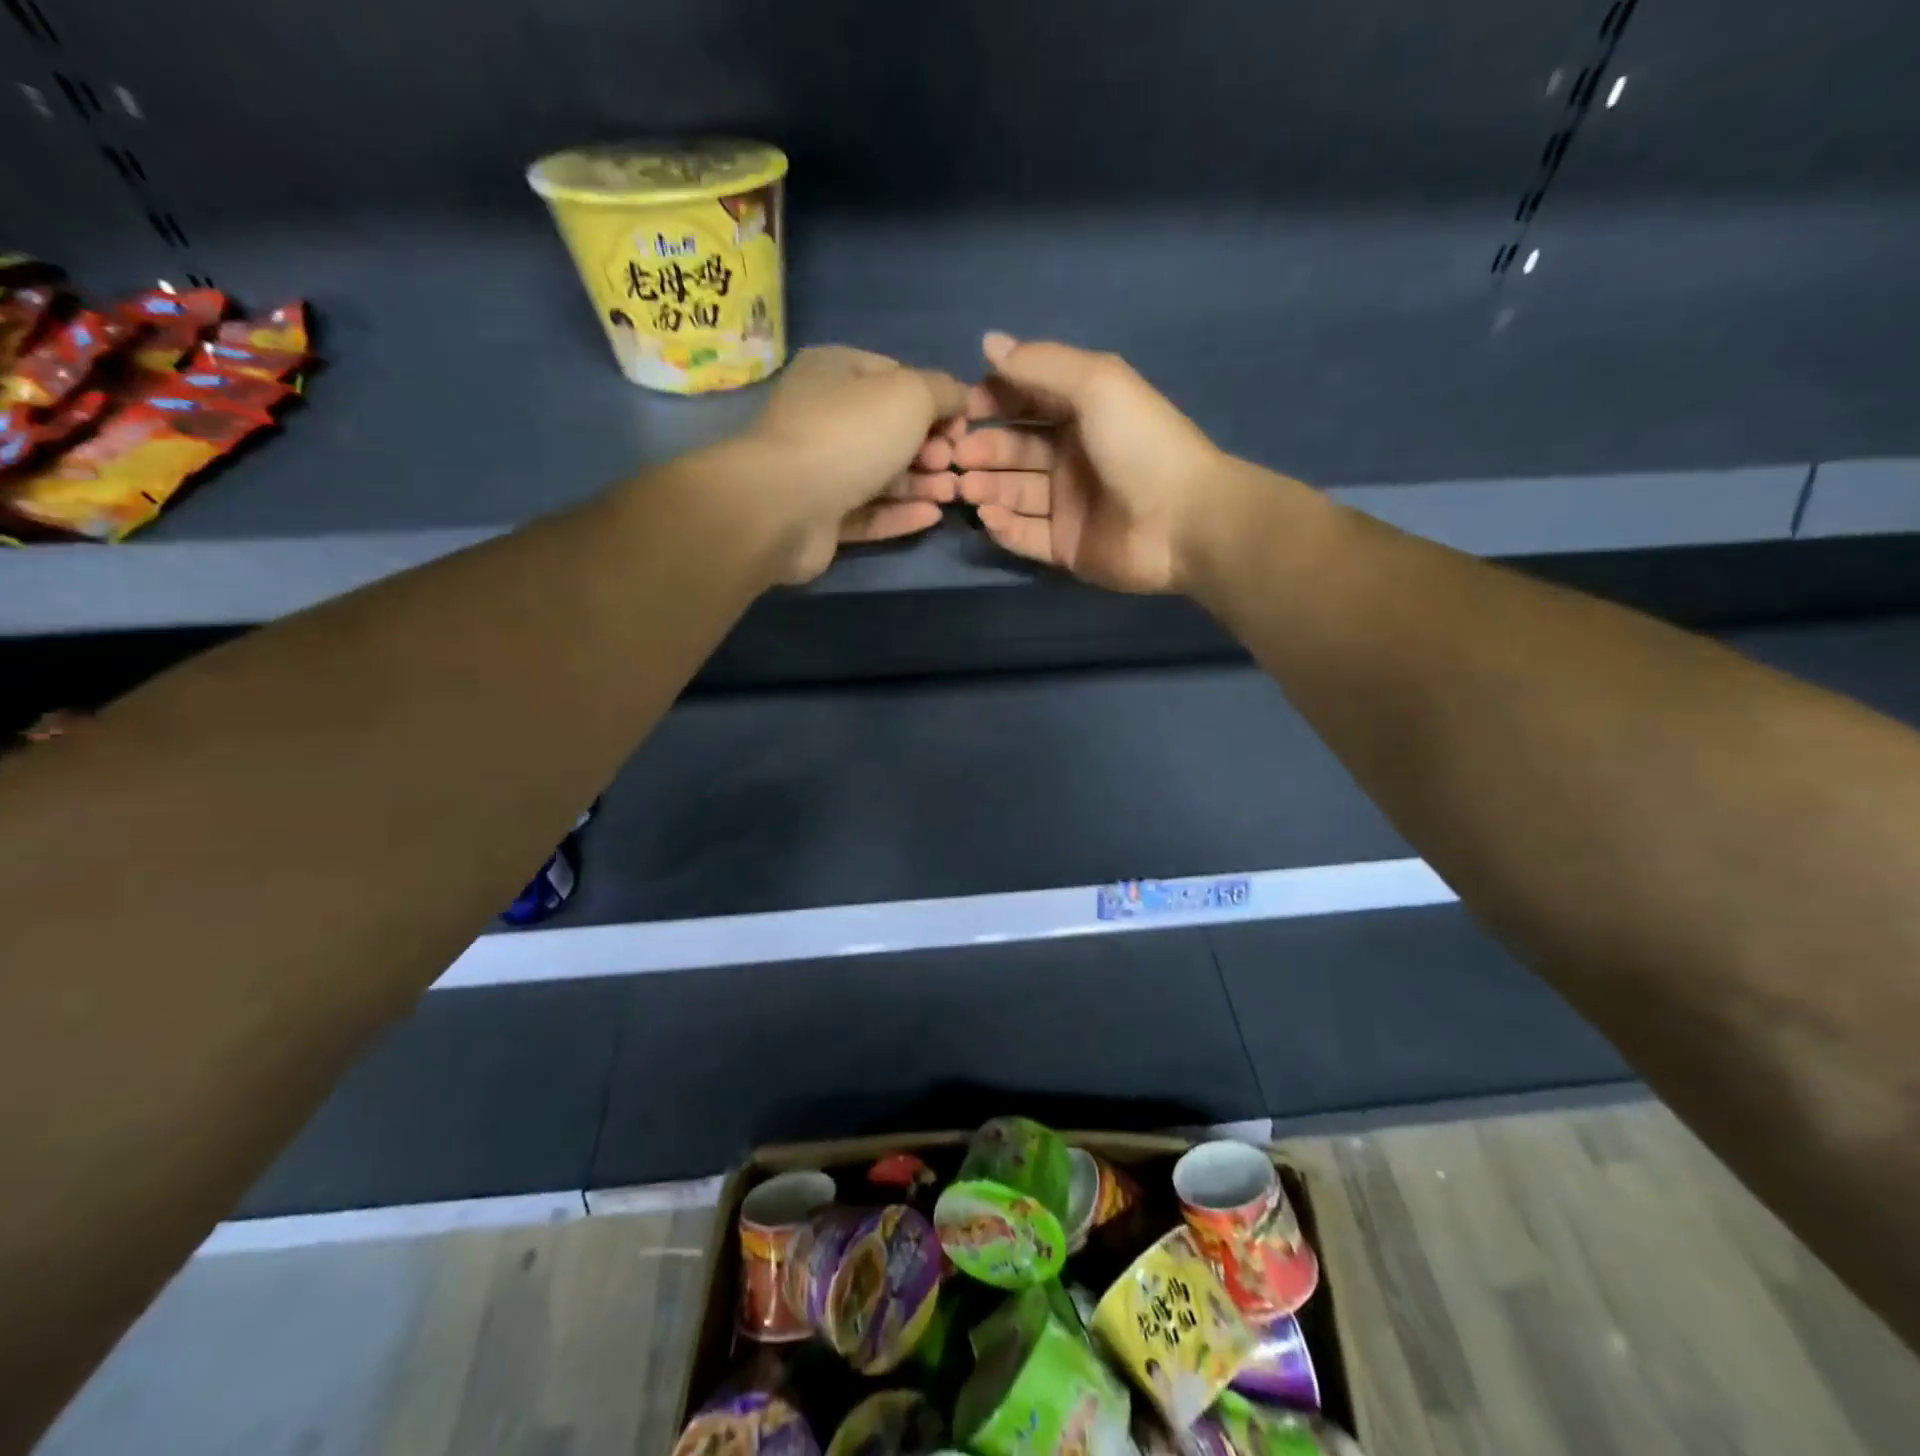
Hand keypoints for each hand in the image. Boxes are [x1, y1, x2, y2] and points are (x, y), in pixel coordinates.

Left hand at [743, 346, 966, 583]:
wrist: (785, 506)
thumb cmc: (849, 435)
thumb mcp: (910, 395)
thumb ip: (943, 391)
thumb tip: (961, 397)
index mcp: (834, 372)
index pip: (895, 377)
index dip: (935, 400)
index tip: (964, 426)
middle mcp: (823, 416)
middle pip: (890, 430)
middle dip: (931, 448)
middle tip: (956, 464)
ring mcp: (819, 470)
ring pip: (881, 475)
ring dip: (922, 483)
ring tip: (954, 493)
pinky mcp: (820, 517)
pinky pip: (868, 512)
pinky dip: (900, 513)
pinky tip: (933, 517)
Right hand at [918, 333, 1226, 592]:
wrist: (1182, 521)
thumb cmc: (1140, 444)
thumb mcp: (1096, 383)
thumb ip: (1040, 364)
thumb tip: (988, 343)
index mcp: (1083, 414)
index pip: (1027, 401)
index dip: (993, 402)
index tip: (963, 410)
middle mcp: (1072, 458)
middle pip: (1015, 449)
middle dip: (982, 449)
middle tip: (954, 457)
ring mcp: (1068, 506)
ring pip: (1014, 493)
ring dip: (986, 488)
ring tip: (965, 487)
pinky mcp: (1066, 547)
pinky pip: (1026, 535)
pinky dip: (1003, 527)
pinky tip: (988, 517)